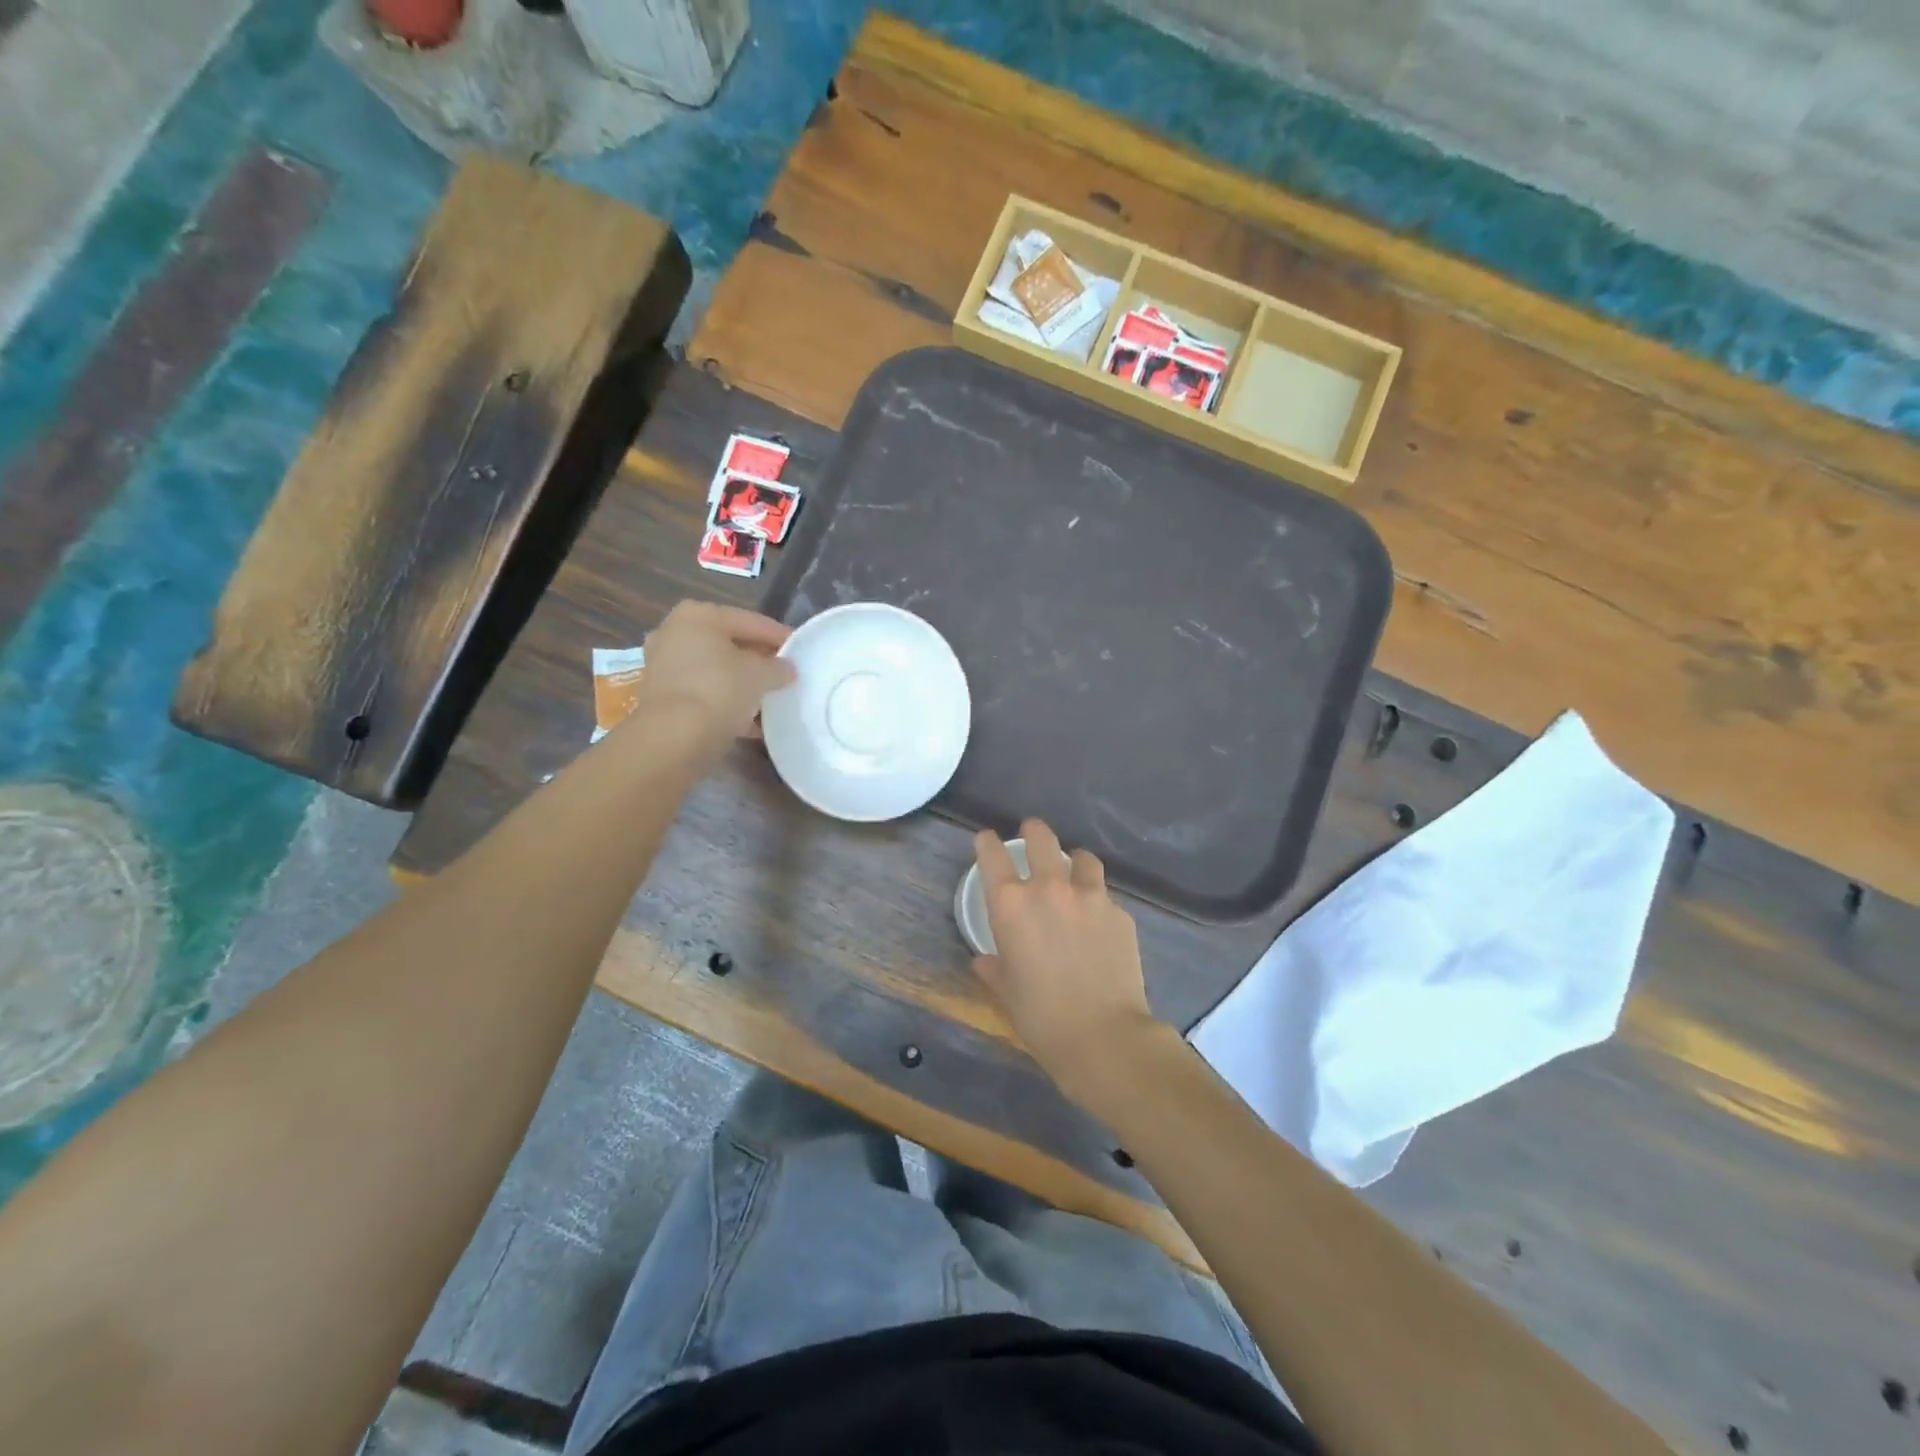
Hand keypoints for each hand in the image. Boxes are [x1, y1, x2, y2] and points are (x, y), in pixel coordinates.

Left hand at [638, 601, 795, 739]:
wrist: (674, 736)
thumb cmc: (720, 690)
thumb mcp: (761, 675)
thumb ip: (778, 668)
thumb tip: (786, 669)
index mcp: (699, 615)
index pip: (751, 621)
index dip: (779, 636)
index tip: (800, 648)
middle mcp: (675, 633)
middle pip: (729, 644)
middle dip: (757, 659)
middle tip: (784, 673)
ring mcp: (663, 665)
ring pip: (715, 670)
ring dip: (741, 683)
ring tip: (770, 698)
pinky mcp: (661, 696)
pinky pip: (704, 692)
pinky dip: (725, 701)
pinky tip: (750, 720)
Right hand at [971, 818, 1162, 1106]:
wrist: (1103, 1035)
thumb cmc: (1041, 1017)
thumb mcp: (1007, 992)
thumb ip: (994, 968)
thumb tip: (984, 961)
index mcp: (1011, 905)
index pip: (992, 855)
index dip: (986, 842)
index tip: (986, 840)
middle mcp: (1049, 889)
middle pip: (1041, 839)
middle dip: (1033, 831)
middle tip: (1032, 832)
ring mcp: (1090, 897)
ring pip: (1082, 859)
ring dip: (1073, 861)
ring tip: (1074, 870)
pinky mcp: (1120, 913)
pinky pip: (1105, 896)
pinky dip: (1098, 900)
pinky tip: (1099, 921)